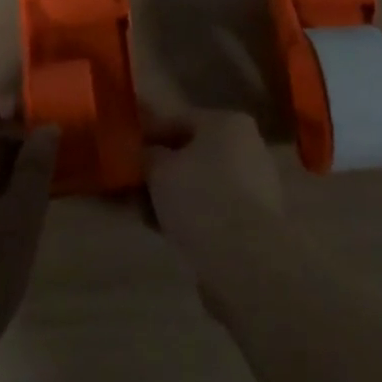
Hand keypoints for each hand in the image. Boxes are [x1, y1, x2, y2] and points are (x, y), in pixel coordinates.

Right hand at [145, 107, 281, 252]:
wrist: (246, 261)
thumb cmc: (202, 198)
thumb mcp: (160, 170)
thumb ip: (148, 156)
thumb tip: (146, 156)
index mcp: (228, 122)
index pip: (180, 120)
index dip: (150, 134)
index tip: (126, 150)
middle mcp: (247, 147)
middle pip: (193, 154)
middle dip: (162, 170)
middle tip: (133, 185)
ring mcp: (255, 186)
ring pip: (202, 185)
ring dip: (174, 197)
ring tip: (144, 214)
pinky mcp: (255, 223)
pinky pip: (214, 211)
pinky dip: (191, 218)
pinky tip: (165, 232)